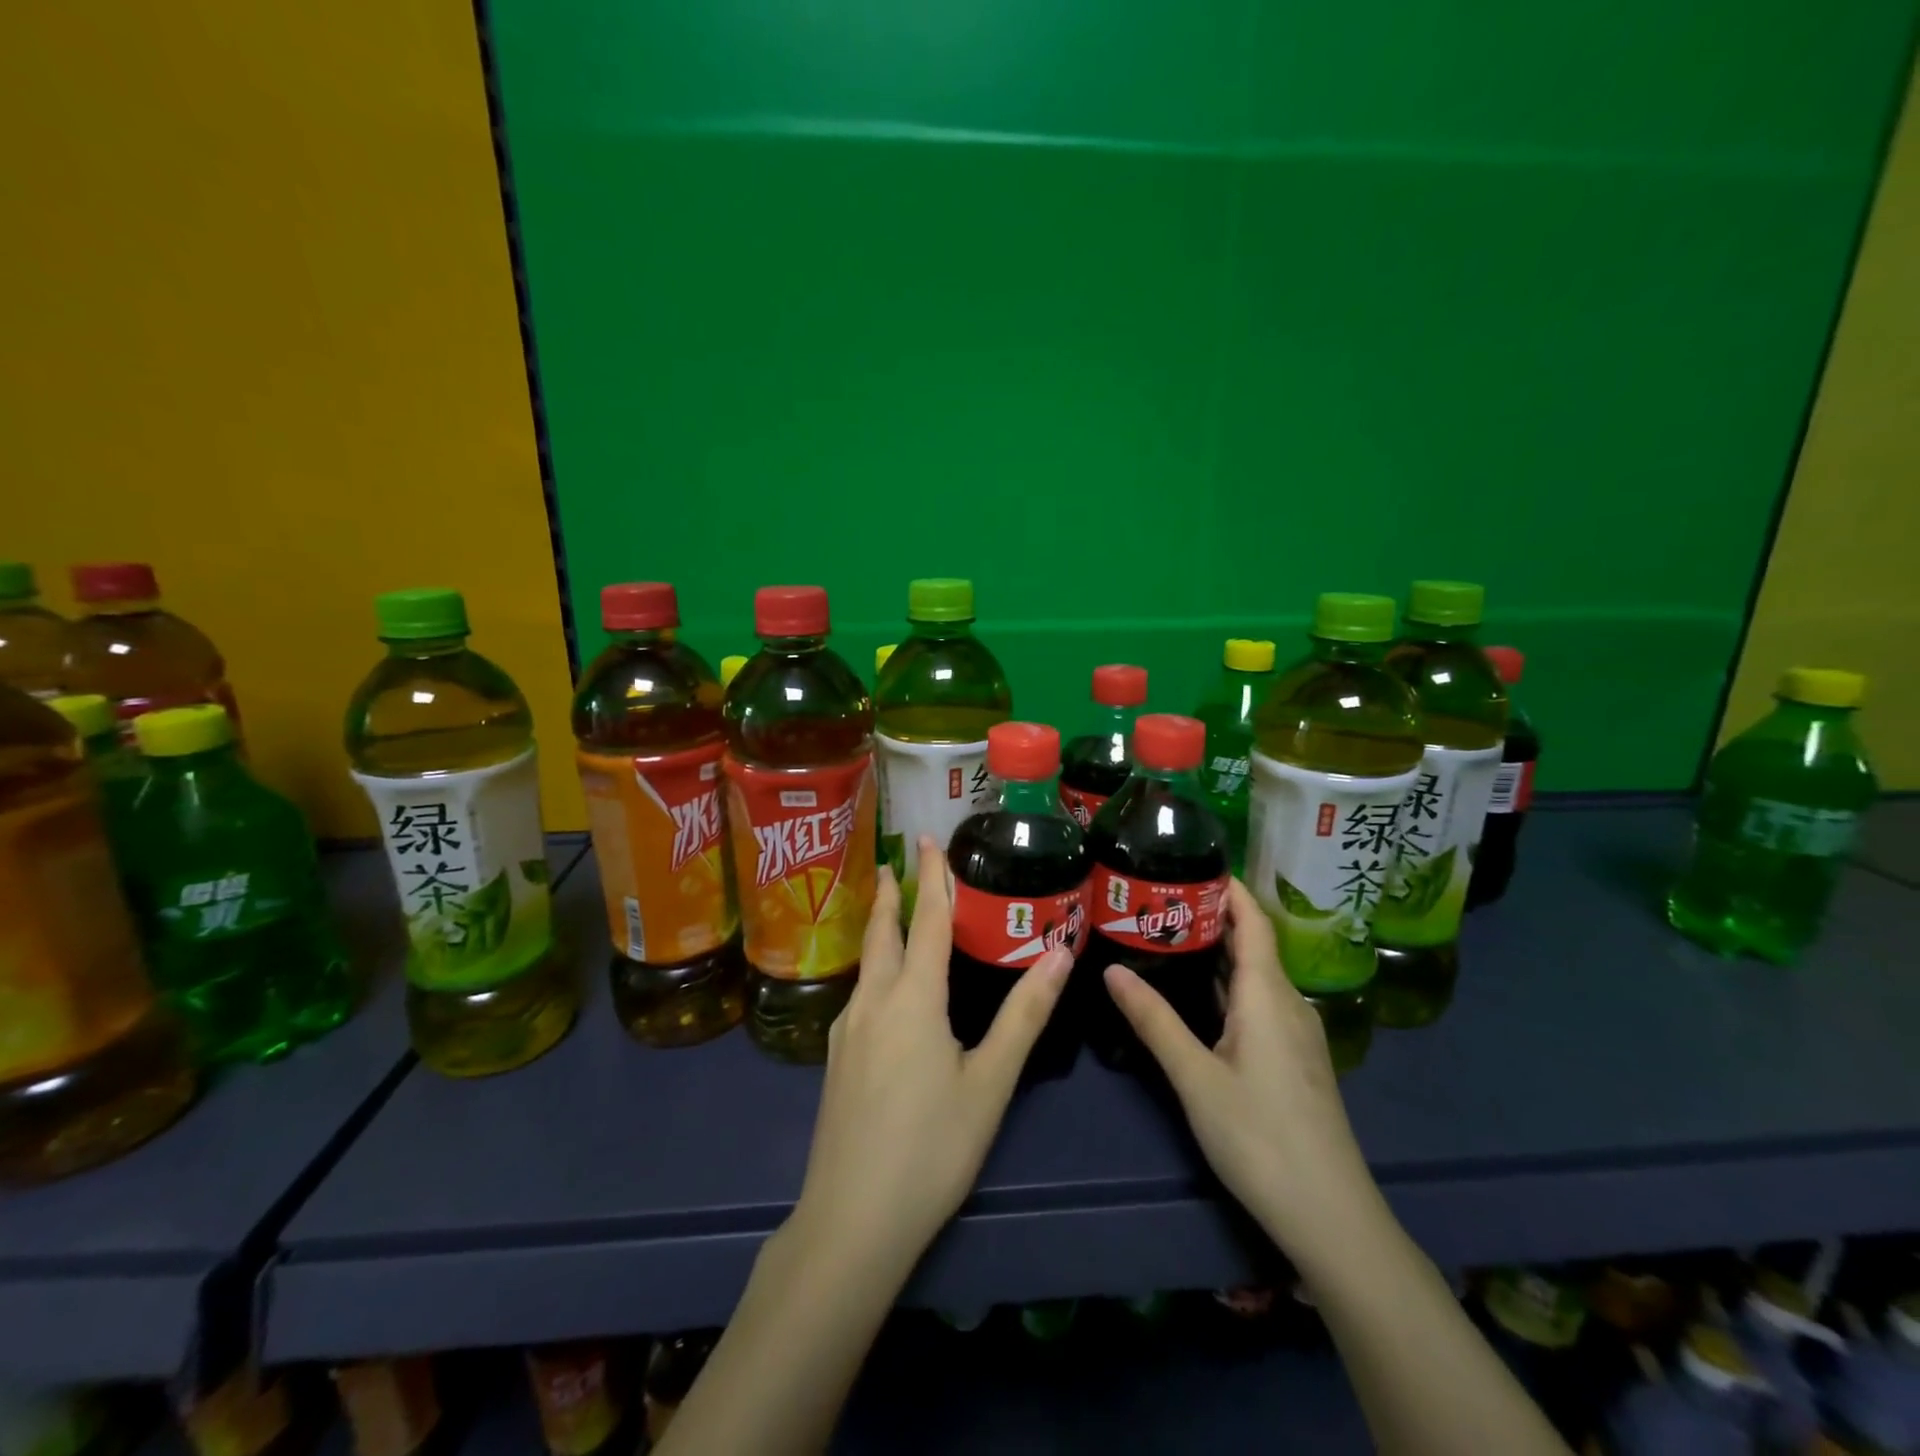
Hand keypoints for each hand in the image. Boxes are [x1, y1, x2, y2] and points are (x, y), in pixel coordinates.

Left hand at [786, 836, 1073, 1278]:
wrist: (851, 1220)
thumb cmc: (932, 1147)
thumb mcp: (990, 1081)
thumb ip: (1025, 1014)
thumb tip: (1059, 953)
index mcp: (912, 998)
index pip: (925, 920)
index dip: (930, 877)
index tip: (925, 839)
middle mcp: (873, 1002)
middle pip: (881, 932)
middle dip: (888, 894)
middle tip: (893, 863)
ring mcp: (846, 1031)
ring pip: (867, 964)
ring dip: (880, 930)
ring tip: (893, 915)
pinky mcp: (836, 1060)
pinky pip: (860, 994)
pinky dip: (877, 969)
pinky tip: (887, 991)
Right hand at [1102, 880, 1383, 1266]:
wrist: (1331, 1216)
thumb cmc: (1261, 1138)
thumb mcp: (1196, 1077)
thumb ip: (1154, 1021)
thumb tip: (1111, 970)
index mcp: (1268, 995)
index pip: (1254, 921)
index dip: (1230, 888)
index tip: (1192, 860)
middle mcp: (1287, 1003)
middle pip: (1253, 944)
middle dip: (1212, 915)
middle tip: (1159, 897)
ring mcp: (1295, 1033)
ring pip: (1254, 975)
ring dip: (1217, 951)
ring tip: (1167, 935)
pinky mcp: (1293, 1059)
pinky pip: (1258, 1001)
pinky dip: (1227, 984)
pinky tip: (1196, 994)